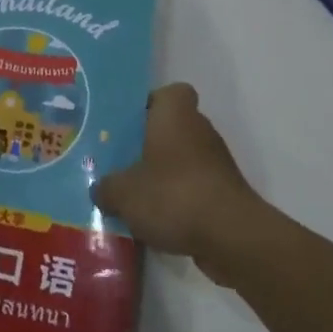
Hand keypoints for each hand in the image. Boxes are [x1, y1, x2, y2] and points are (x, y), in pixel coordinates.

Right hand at [92, 84, 261, 280]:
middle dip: (146, 145)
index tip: (128, 125)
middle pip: (170, 128)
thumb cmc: (173, 195)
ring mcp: (216, 162)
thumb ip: (106, 187)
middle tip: (119, 163)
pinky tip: (155, 222)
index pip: (167, 93)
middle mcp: (199, 129)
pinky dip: (177, 201)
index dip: (148, 105)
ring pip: (180, 160)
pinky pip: (192, 188)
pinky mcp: (224, 193)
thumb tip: (101, 190)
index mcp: (175, 113)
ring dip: (161, 175)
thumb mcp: (123, 192)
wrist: (232, 238)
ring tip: (132, 197)